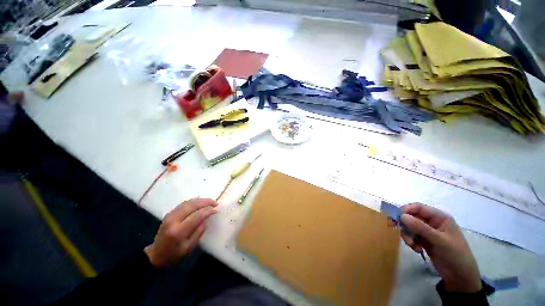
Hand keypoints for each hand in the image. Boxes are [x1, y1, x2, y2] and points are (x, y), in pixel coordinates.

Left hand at [144, 198, 217, 267]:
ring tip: (210, 201)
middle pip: (192, 205)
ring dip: (200, 200)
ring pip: (188, 202)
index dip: (208, 211)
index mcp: (178, 231)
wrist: (155, 255)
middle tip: (215, 203)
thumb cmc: (174, 255)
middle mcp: (173, 220)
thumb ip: (199, 231)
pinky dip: (194, 201)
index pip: (197, 215)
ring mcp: (170, 215)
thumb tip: (207, 217)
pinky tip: (200, 202)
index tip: (216, 210)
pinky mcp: (169, 213)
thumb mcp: (189, 247)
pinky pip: (183, 204)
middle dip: (206, 202)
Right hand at [400, 203, 481, 292]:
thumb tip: (401, 216)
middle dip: (406, 225)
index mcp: (439, 217)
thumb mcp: (439, 241)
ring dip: (407, 235)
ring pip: (409, 226)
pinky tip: (416, 249)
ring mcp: (427, 231)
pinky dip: (410, 241)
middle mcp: (432, 222)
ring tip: (412, 245)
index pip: (418, 207)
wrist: (460, 277)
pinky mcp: (424, 240)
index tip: (397, 218)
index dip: (406, 210)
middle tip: (405, 235)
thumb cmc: (455, 255)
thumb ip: (420, 227)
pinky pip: (411, 235)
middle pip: (411, 217)